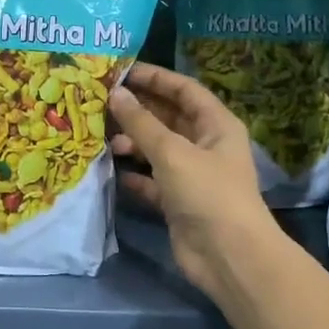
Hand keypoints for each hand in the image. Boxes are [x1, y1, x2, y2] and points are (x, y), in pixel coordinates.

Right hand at [108, 63, 278, 297]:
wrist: (228, 256)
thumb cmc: (208, 193)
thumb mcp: (173, 152)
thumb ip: (141, 123)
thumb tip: (116, 94)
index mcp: (215, 124)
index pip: (184, 89)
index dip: (155, 77)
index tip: (121, 71)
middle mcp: (204, 145)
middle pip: (167, 117)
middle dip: (137, 109)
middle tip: (100, 101)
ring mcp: (190, 174)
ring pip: (156, 148)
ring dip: (132, 142)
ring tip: (104, 139)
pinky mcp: (177, 201)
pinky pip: (150, 179)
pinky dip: (133, 174)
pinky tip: (112, 170)